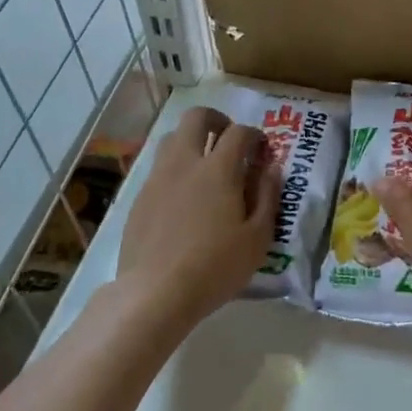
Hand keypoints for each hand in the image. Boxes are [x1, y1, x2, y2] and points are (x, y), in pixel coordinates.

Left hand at [117, 106, 276, 330]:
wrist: (155, 292)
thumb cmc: (215, 267)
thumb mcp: (257, 238)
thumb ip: (268, 196)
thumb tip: (272, 166)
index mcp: (218, 169)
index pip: (239, 132)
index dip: (254, 134)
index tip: (262, 149)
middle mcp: (185, 163)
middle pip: (197, 117)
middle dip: (217, 120)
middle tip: (229, 139)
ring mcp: (157, 178)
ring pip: (172, 138)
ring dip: (191, 140)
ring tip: (204, 164)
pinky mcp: (139, 197)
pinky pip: (159, 167)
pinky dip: (175, 168)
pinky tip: (182, 196)